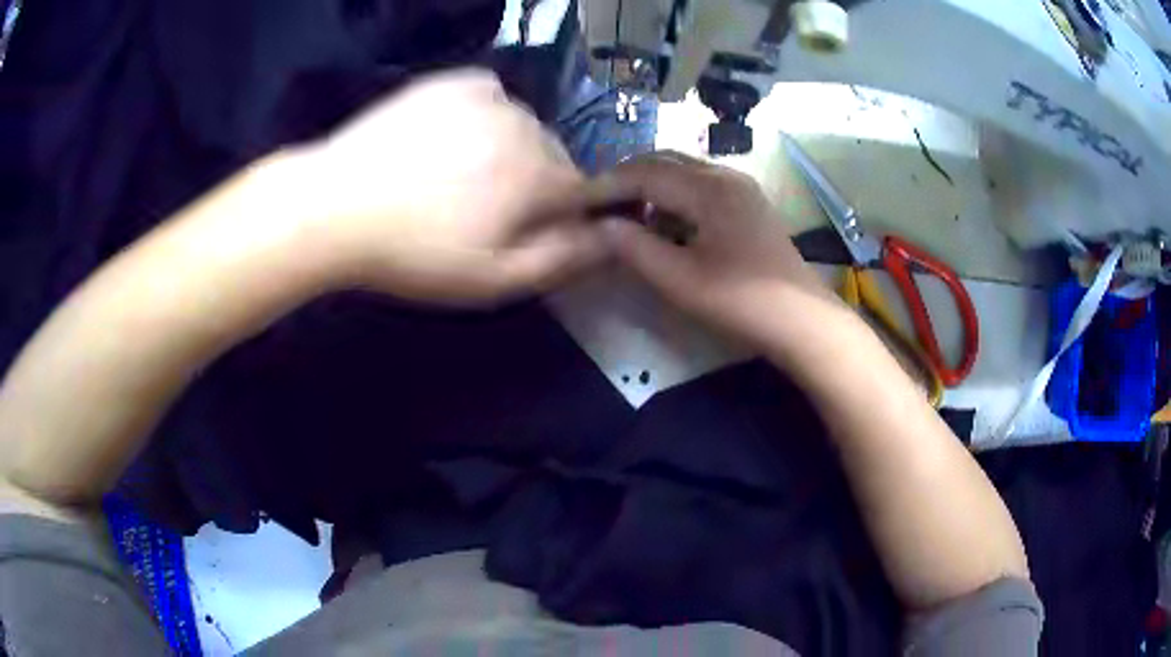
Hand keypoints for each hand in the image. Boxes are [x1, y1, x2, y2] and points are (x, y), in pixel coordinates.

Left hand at [287, 68, 605, 303]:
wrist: (334, 206)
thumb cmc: (414, 252)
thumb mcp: (493, 278)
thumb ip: (561, 259)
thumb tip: (611, 238)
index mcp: (539, 174)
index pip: (584, 192)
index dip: (566, 215)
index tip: (534, 232)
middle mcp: (524, 124)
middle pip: (554, 157)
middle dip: (537, 184)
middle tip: (486, 212)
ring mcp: (486, 97)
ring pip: (523, 126)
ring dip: (510, 150)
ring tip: (462, 176)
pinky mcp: (451, 82)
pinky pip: (491, 97)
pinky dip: (485, 116)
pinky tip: (453, 139)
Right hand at [592, 152, 836, 347]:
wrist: (802, 321)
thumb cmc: (741, 302)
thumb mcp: (680, 280)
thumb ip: (635, 247)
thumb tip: (601, 225)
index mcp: (708, 188)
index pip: (643, 173)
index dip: (605, 186)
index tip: (576, 202)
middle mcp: (724, 174)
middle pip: (662, 162)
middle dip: (625, 179)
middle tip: (596, 205)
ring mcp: (739, 186)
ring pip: (681, 171)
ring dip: (648, 185)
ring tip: (623, 213)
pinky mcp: (747, 202)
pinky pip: (699, 184)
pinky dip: (672, 195)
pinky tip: (662, 220)